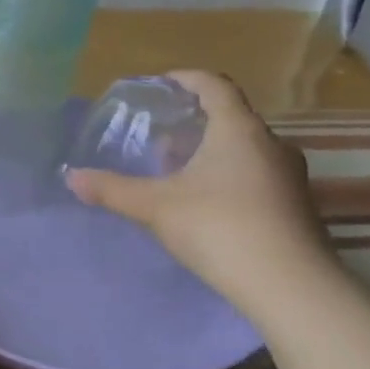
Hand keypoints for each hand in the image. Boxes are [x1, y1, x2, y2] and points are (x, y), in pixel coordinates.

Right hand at [65, 70, 336, 316]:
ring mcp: (291, 177)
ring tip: (182, 167)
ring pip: (248, 148)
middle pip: (233, 116)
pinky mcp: (298, 208)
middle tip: (163, 131)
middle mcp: (271, 144)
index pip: (215, 85)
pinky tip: (210, 202)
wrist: (292, 289)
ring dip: (216, 149)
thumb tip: (71, 177)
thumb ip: (112, 189)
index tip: (161, 85)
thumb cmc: (220, 228)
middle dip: (197, 119)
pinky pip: (260, 175)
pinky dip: (233, 175)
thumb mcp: (156, 207)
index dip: (186, 78)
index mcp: (238, 129)